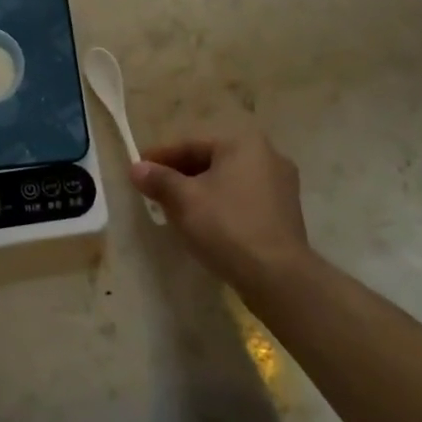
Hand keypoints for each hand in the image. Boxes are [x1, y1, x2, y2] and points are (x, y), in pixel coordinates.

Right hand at [130, 132, 312, 298]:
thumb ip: (158, 179)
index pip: (190, 145)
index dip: (160, 158)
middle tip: (154, 191)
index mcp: (243, 143)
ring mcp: (281, 185)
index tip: (138, 170)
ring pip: (226, 181)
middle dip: (180, 175)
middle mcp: (267, 155)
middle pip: (210, 161)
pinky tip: (205, 223)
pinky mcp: (285, 212)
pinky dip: (221, 205)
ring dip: (200, 191)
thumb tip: (136, 168)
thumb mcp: (184, 200)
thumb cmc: (227, 227)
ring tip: (175, 209)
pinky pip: (243, 199)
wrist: (279, 278)